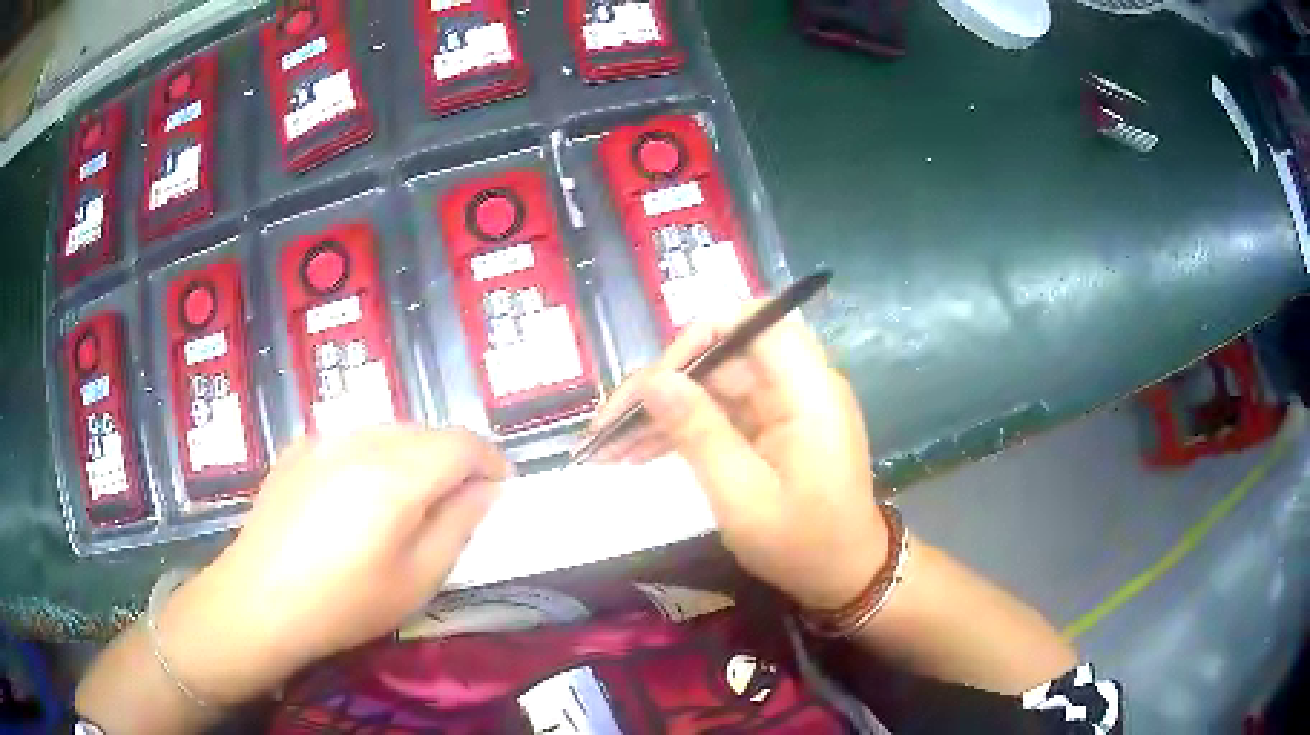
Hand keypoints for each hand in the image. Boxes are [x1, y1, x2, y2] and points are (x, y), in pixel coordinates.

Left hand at [158, 427, 510, 704]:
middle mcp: (361, 440)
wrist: (259, 599)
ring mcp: (324, 437)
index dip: (490, 461)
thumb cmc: (344, 603)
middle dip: (452, 460)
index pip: (463, 442)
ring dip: (412, 456)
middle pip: (426, 431)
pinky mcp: (299, 446)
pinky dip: (372, 456)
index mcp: (396, 474)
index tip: (498, 490)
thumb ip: (458, 526)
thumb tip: (485, 490)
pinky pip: (352, 437)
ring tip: (404, 503)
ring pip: (389, 429)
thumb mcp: (416, 580)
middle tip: (453, 505)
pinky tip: (355, 497)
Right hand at [589, 307, 886, 610]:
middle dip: (665, 384)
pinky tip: (640, 451)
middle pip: (725, 356)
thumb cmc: (802, 545)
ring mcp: (787, 406)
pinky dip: (684, 430)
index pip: (755, 323)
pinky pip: (722, 412)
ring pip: (715, 386)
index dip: (701, 337)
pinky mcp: (775, 427)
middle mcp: (800, 386)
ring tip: (611, 446)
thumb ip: (698, 432)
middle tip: (611, 424)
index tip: (655, 379)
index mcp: (808, 392)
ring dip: (665, 411)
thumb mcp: (742, 496)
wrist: (845, 578)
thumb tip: (653, 380)